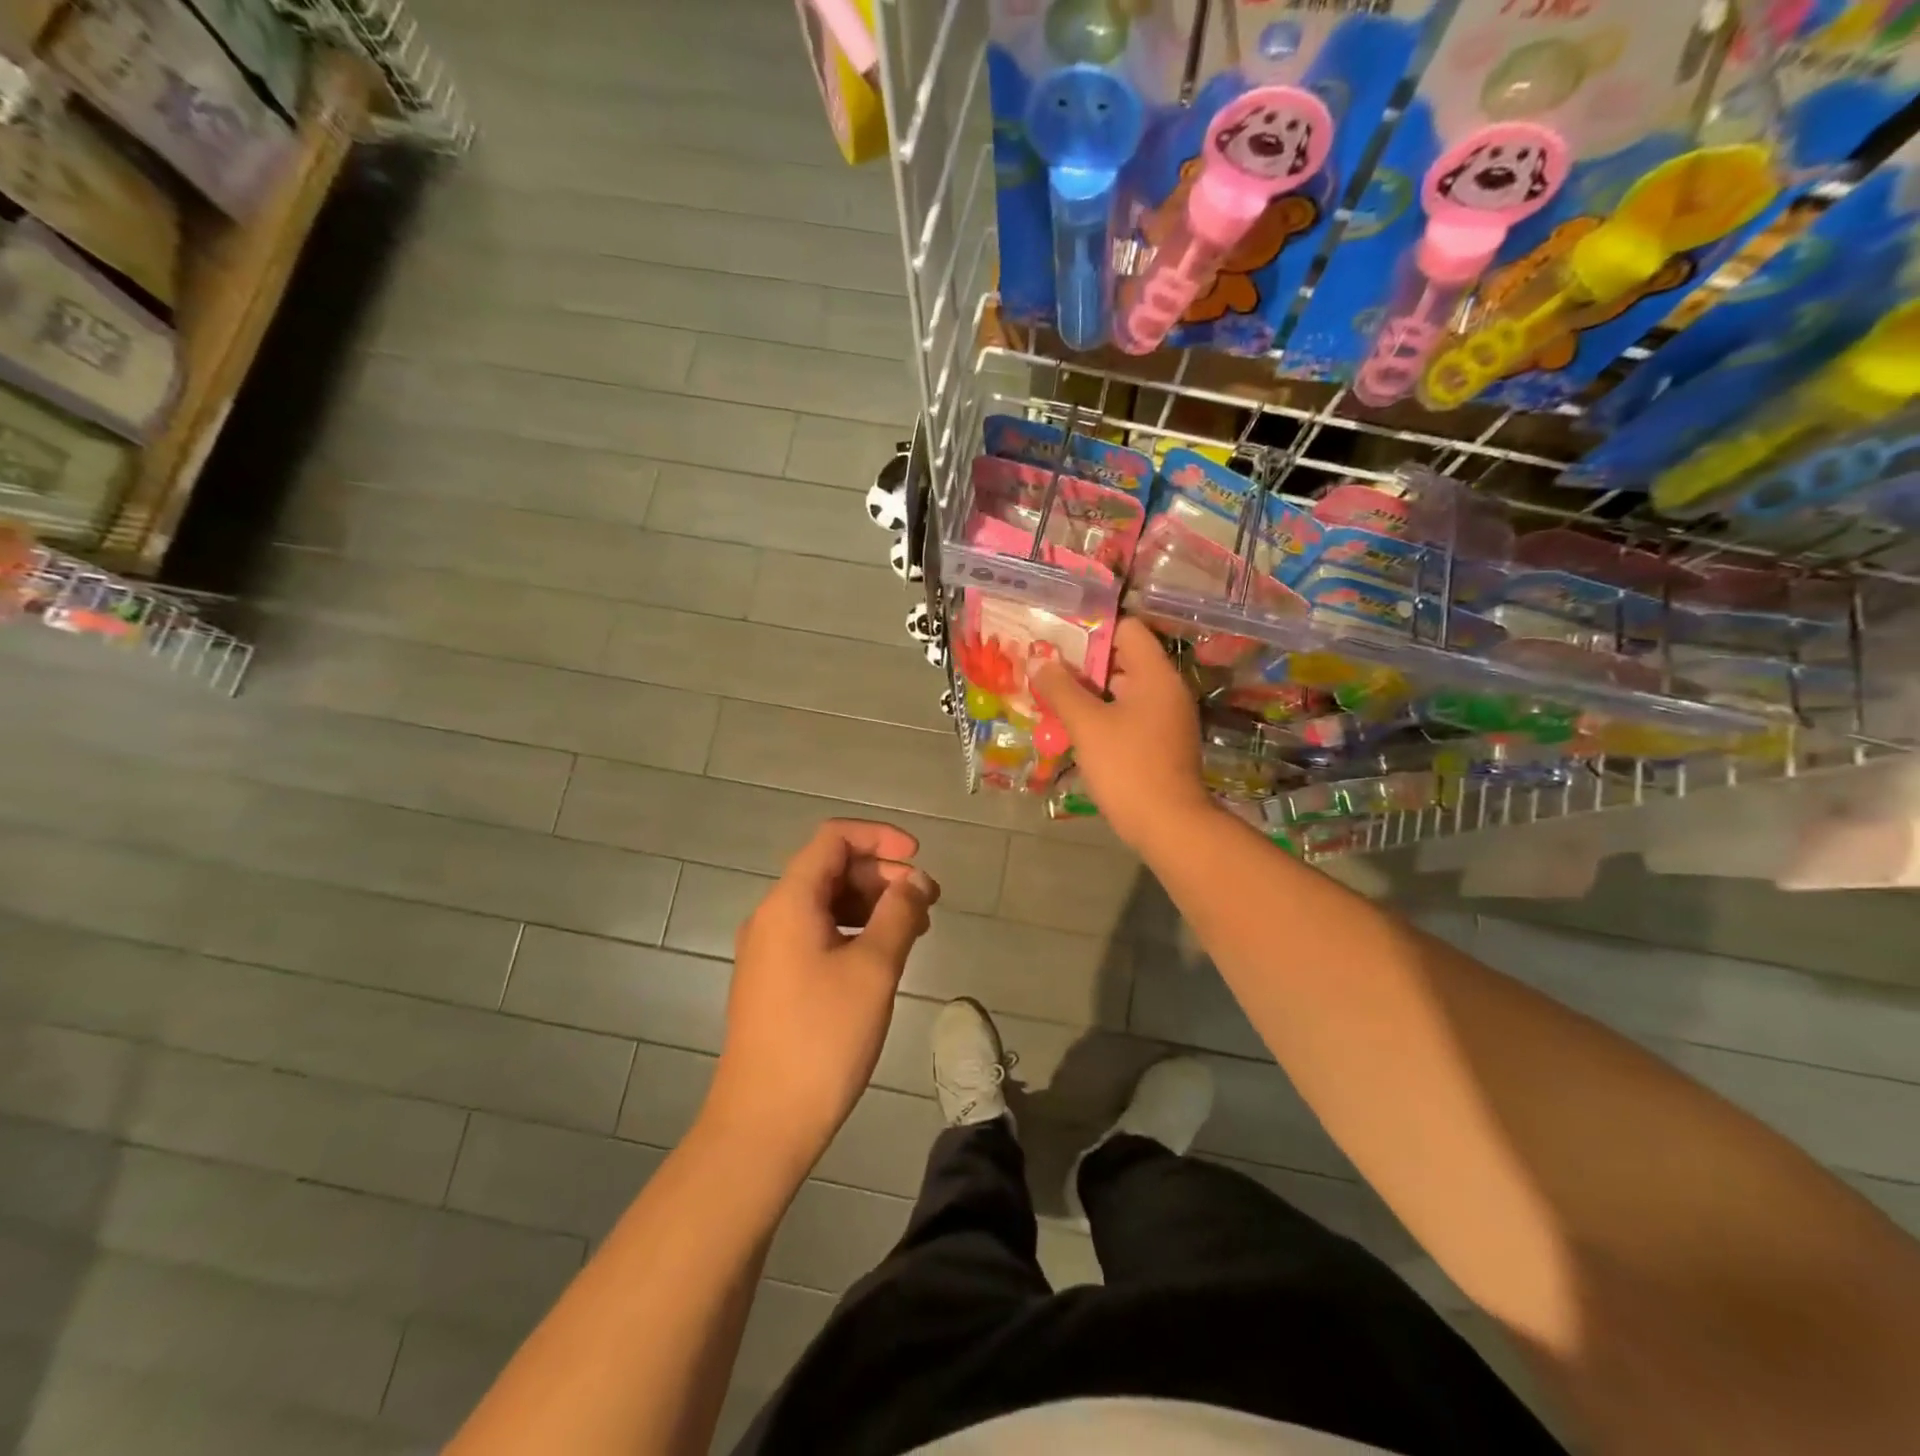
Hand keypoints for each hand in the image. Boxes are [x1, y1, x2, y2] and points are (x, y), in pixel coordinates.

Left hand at [704, 820, 939, 1171]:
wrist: (763, 1122)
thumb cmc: (823, 1037)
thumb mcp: (874, 969)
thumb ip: (900, 913)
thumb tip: (917, 880)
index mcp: (789, 902)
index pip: (833, 839)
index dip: (879, 837)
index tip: (918, 857)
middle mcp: (772, 915)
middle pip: (830, 869)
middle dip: (882, 874)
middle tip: (927, 901)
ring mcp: (769, 949)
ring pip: (825, 903)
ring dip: (871, 904)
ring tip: (915, 928)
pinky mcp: (774, 979)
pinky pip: (817, 933)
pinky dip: (853, 930)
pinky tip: (883, 955)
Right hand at [1032, 616, 1211, 850]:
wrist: (1169, 826)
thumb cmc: (1128, 767)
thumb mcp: (1087, 725)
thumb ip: (1060, 689)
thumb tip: (1038, 661)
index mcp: (1155, 675)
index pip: (1127, 629)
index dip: (1091, 628)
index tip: (1057, 636)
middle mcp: (1166, 690)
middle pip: (1122, 659)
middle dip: (1082, 662)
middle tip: (1045, 666)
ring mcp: (1165, 718)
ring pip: (1121, 691)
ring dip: (1088, 692)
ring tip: (1050, 694)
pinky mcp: (1159, 744)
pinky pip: (1127, 716)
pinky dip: (1101, 715)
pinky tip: (1072, 726)